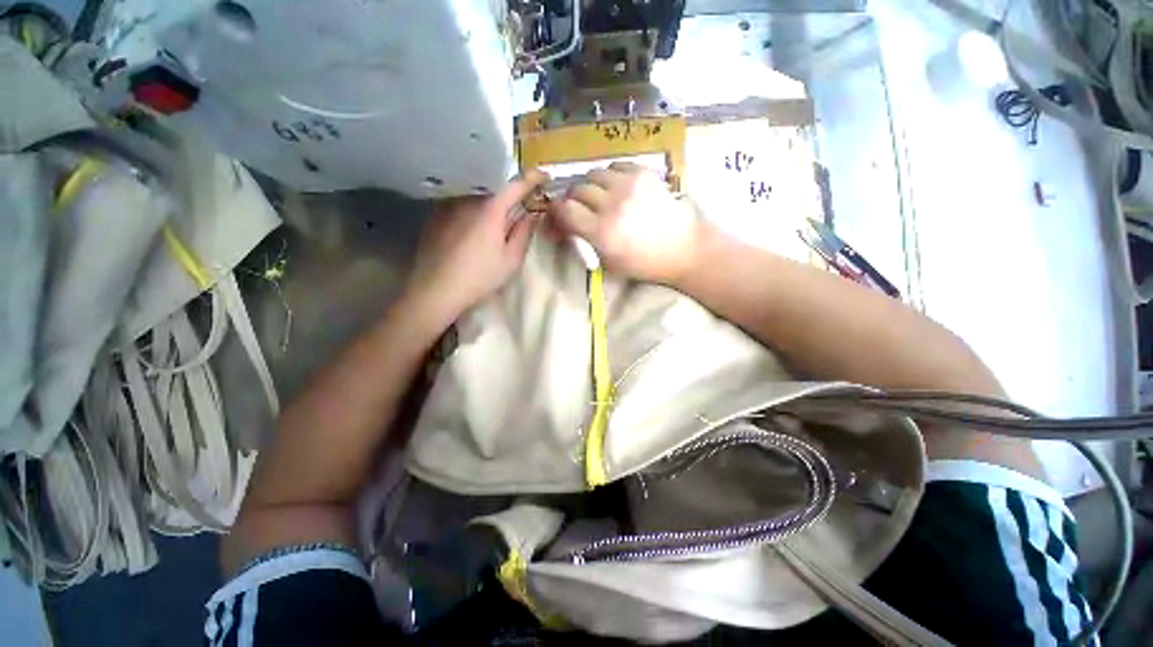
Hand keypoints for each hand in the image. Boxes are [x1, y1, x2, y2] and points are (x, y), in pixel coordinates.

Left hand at [405, 170, 548, 328]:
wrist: (436, 290)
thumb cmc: (480, 277)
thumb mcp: (511, 260)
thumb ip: (524, 234)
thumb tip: (532, 215)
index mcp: (490, 209)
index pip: (516, 185)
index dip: (533, 178)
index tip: (544, 176)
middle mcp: (468, 199)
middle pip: (494, 186)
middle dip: (510, 190)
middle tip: (521, 201)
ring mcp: (448, 205)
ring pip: (476, 192)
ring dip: (490, 197)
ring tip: (496, 210)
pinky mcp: (434, 214)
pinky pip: (459, 201)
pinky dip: (472, 204)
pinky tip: (472, 221)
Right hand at [548, 162, 705, 284]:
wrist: (684, 248)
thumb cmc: (645, 264)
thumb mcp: (609, 261)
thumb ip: (585, 240)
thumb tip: (566, 225)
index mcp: (602, 232)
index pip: (564, 209)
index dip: (556, 211)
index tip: (558, 217)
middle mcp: (611, 204)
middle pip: (576, 189)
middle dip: (572, 200)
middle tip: (578, 209)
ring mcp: (628, 185)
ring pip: (593, 174)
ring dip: (589, 186)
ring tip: (597, 197)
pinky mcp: (643, 174)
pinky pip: (614, 166)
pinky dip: (608, 176)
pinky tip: (615, 188)